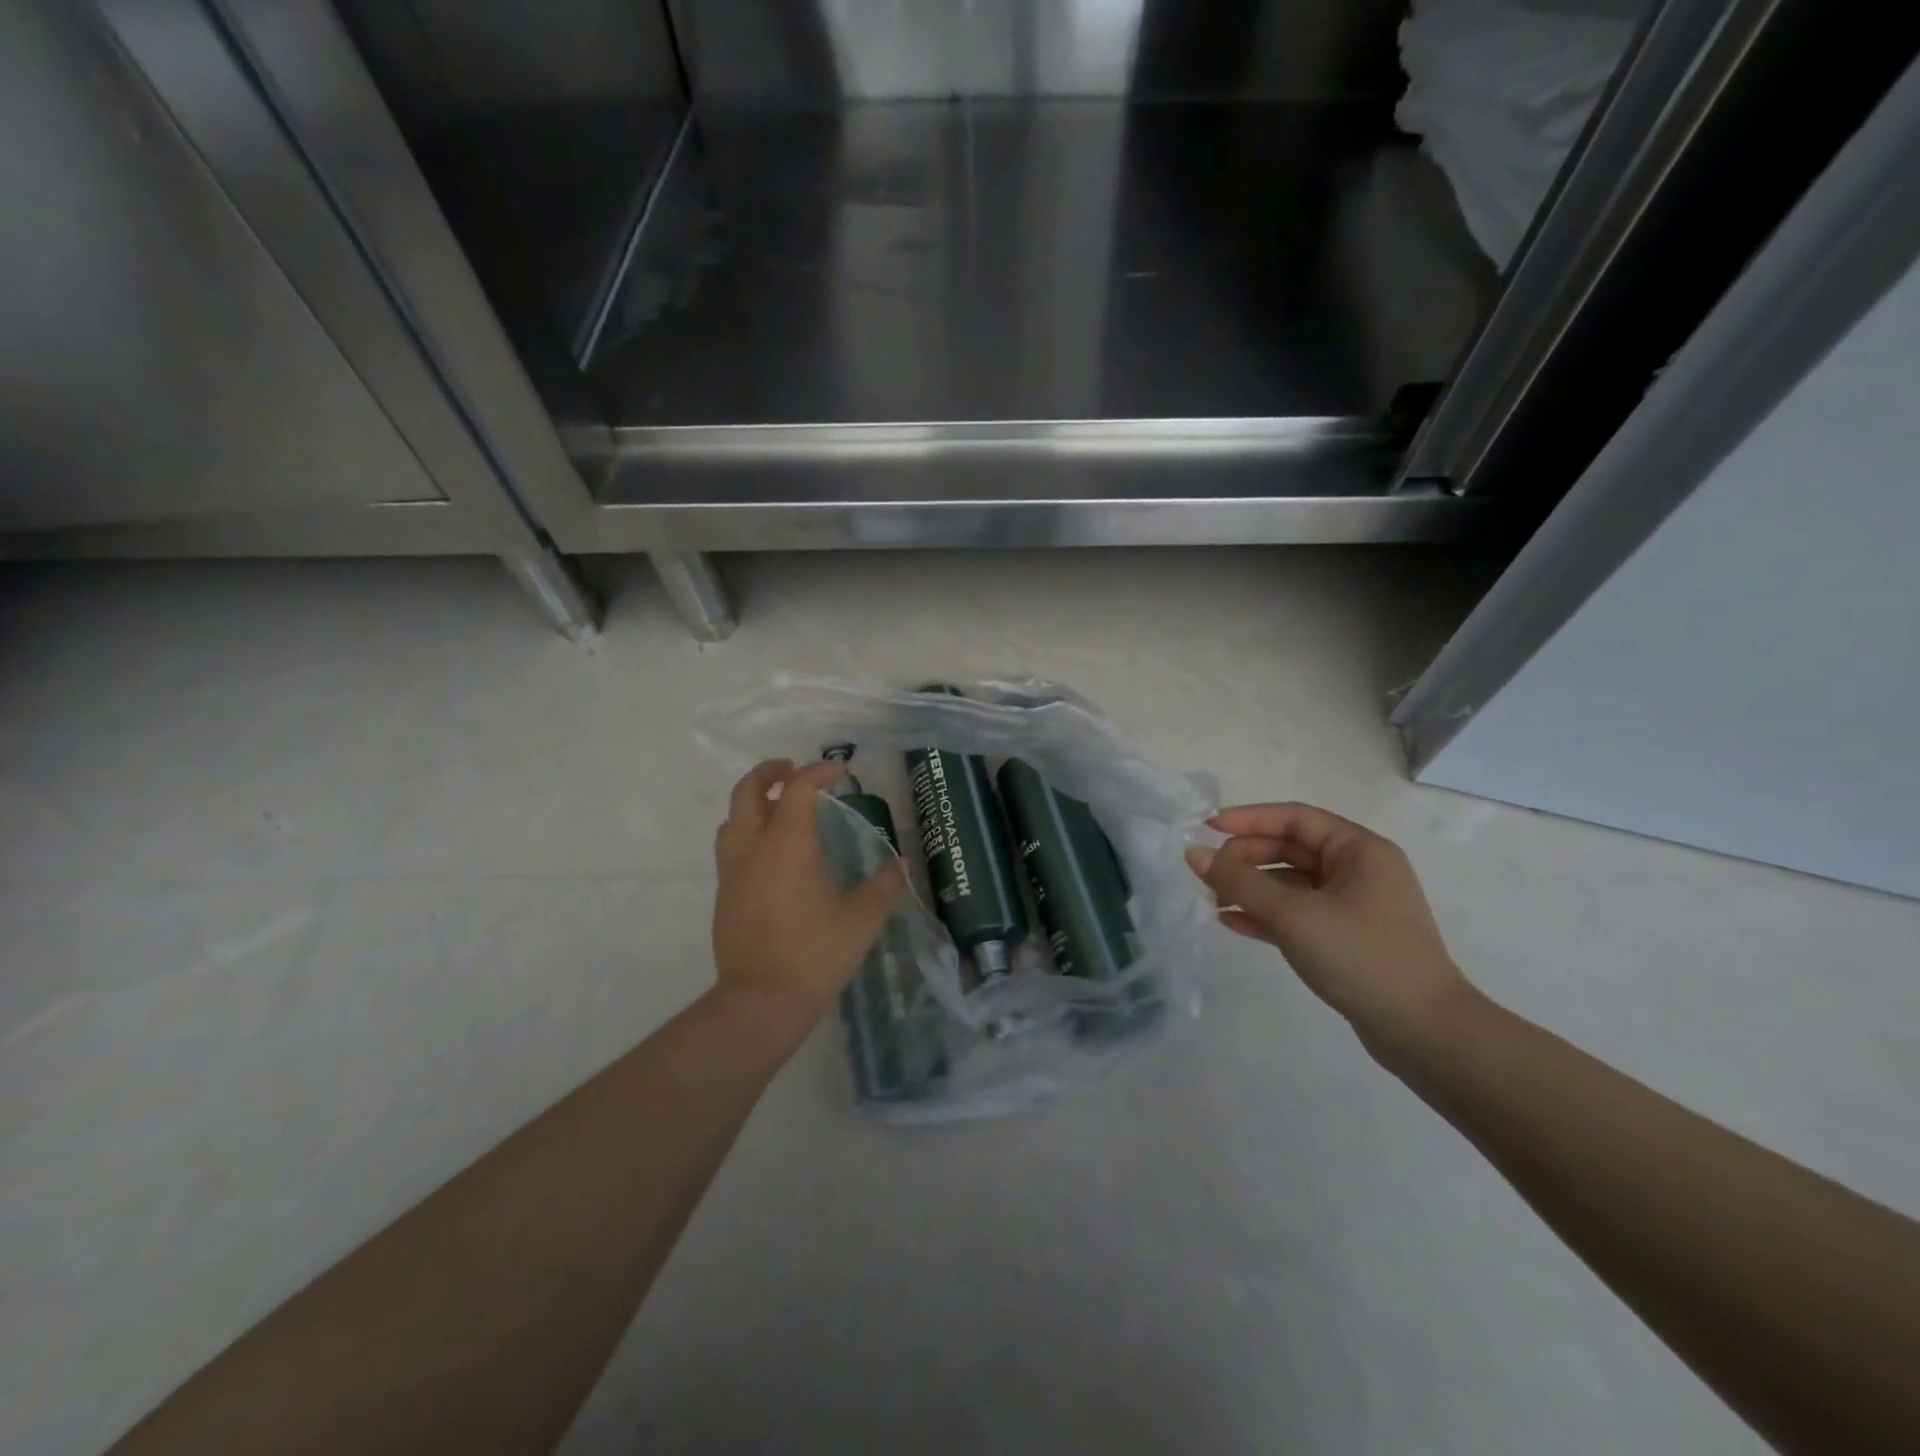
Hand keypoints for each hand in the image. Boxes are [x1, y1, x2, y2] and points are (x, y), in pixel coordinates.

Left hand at [711, 760, 908, 1032]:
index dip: (819, 772)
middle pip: (748, 791)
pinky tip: (771, 854)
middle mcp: (753, 848)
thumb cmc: (814, 954)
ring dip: (753, 801)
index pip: (798, 788)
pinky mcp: (724, 896)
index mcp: (787, 843)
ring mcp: (732, 872)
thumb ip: (884, 887)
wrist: (760, 1002)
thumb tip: (902, 865)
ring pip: (732, 818)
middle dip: (770, 772)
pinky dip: (748, 831)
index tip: (841, 772)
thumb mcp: (861, 920)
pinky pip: (731, 847)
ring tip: (778, 806)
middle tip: (793, 769)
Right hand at [1186, 803, 1473, 1063]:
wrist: (1424, 1033)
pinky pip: (1297, 914)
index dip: (1249, 819)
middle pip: (1291, 849)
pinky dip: (1265, 915)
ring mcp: (1354, 907)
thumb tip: (1194, 853)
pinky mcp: (1346, 939)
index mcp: (1360, 850)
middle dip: (1247, 858)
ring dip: (1251, 888)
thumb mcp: (1293, 914)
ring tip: (1212, 899)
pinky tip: (1231, 922)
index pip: (1295, 818)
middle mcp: (1359, 871)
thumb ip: (1240, 881)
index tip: (1208, 828)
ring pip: (1291, 884)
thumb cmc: (1361, 956)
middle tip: (1209, 874)